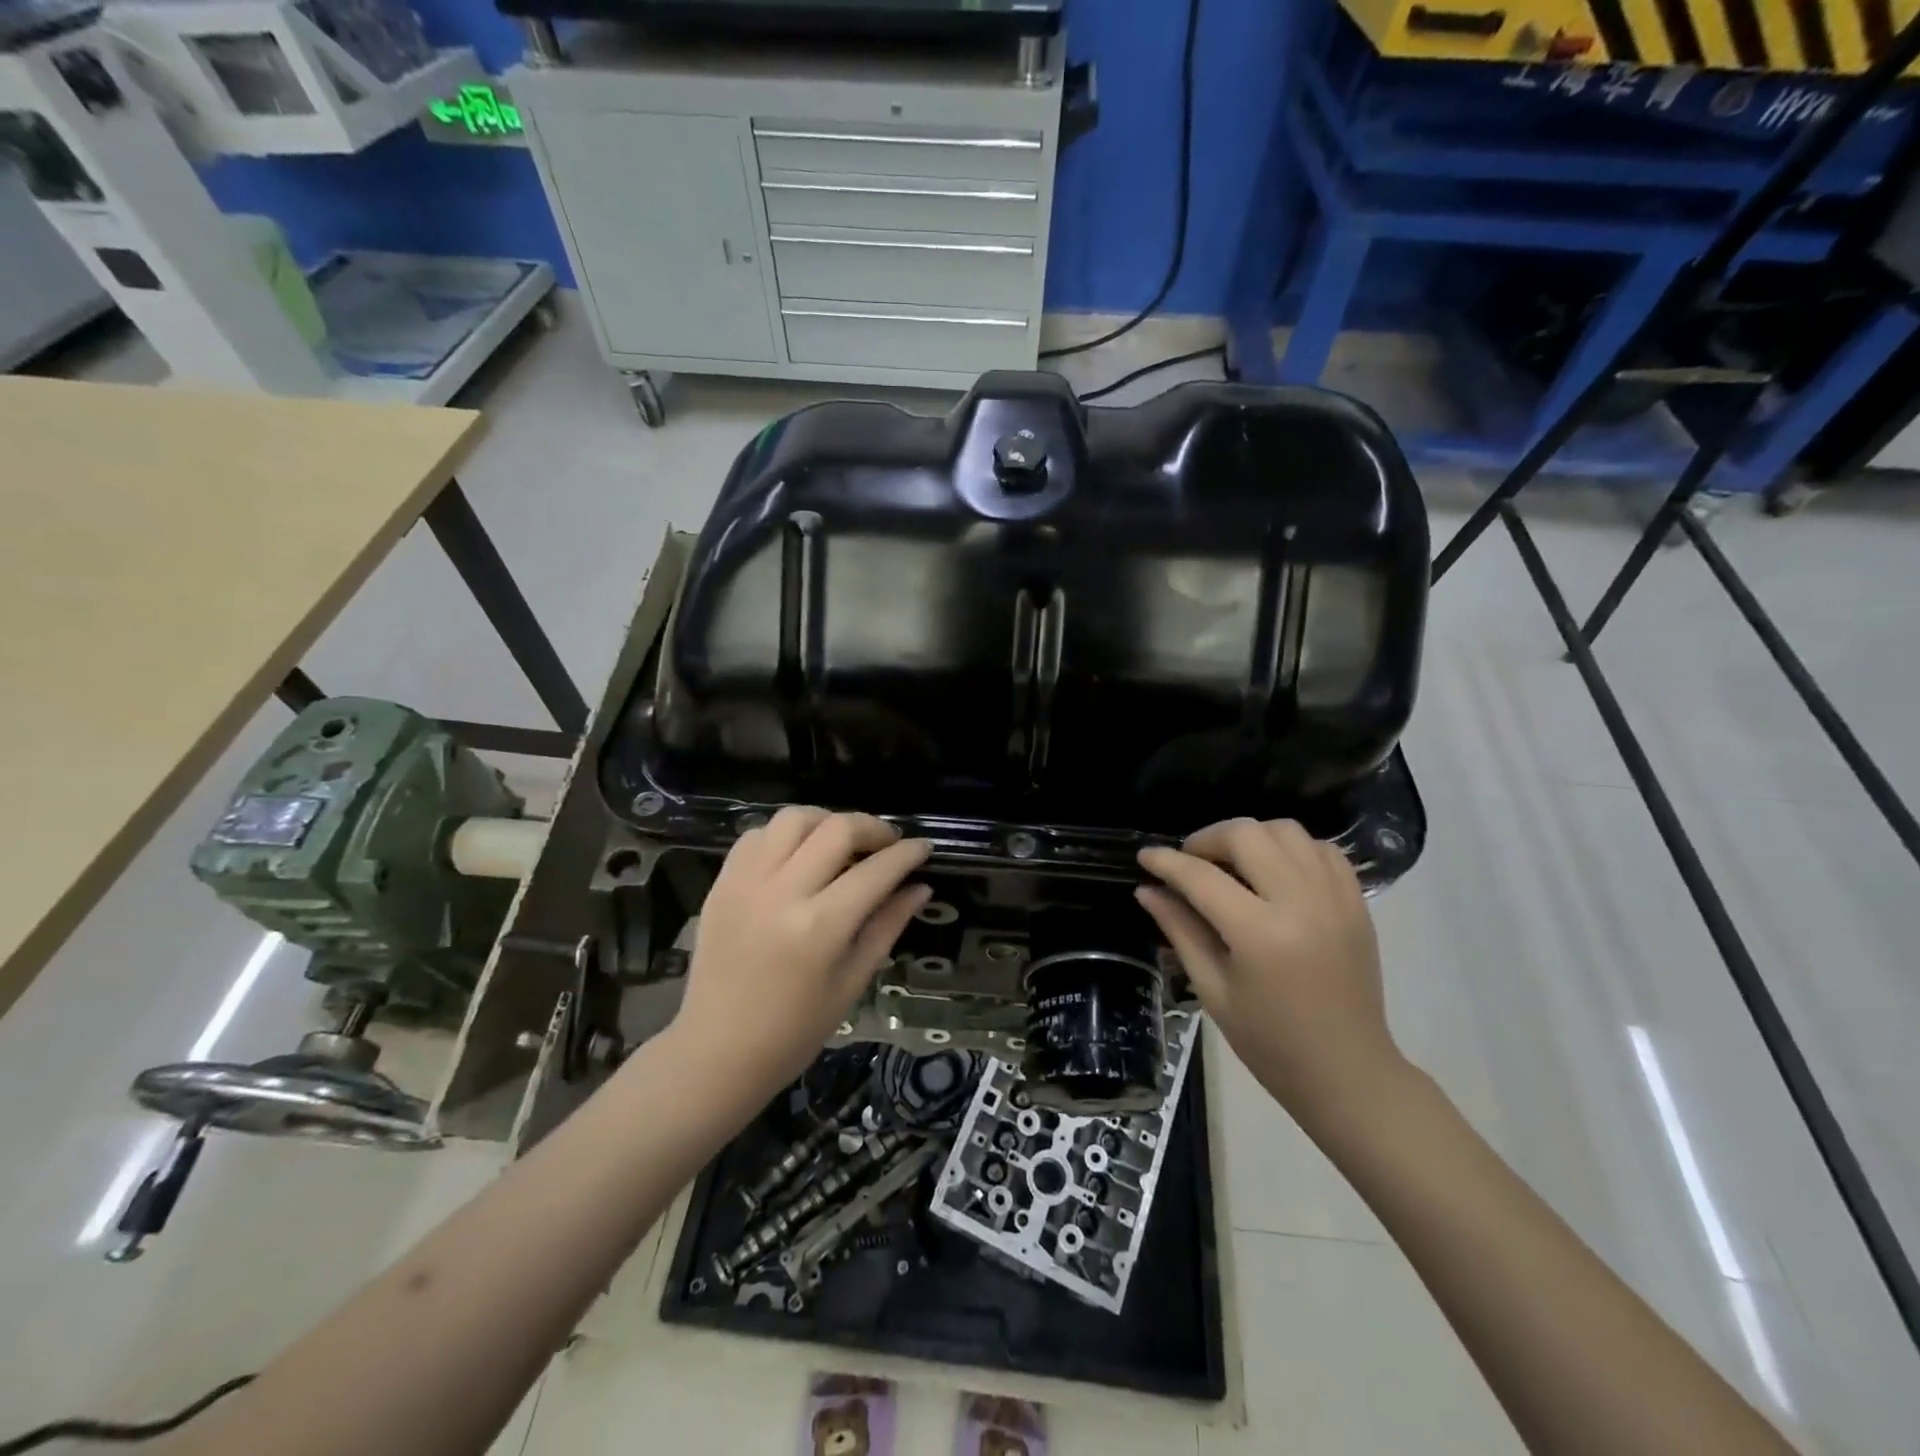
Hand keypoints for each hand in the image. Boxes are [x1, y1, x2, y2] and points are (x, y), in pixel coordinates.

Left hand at [671, 807, 930, 1099]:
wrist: (717, 1051)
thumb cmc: (795, 1030)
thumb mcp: (852, 981)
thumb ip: (887, 925)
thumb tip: (920, 887)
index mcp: (820, 928)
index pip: (875, 871)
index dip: (907, 854)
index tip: (923, 847)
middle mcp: (781, 893)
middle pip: (836, 829)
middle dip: (873, 828)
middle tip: (887, 844)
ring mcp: (745, 883)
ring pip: (793, 819)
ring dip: (827, 821)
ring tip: (842, 843)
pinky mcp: (722, 883)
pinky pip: (757, 835)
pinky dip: (785, 835)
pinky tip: (799, 856)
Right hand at [1136, 819, 1402, 1127]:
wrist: (1348, 1073)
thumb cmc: (1270, 1041)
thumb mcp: (1212, 989)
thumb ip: (1180, 931)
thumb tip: (1147, 890)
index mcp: (1260, 934)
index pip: (1201, 877)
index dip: (1166, 862)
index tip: (1145, 856)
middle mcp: (1301, 903)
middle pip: (1247, 835)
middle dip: (1207, 839)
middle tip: (1190, 862)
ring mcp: (1335, 898)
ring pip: (1286, 830)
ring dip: (1250, 837)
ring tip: (1232, 864)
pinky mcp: (1356, 902)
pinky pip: (1320, 848)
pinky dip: (1290, 848)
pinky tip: (1274, 872)